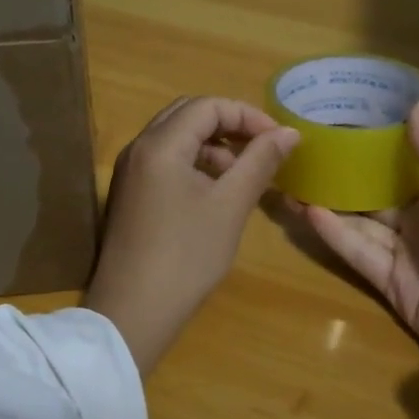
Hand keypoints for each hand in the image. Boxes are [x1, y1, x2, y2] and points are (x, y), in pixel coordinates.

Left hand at [85, 96, 299, 374]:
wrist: (132, 312)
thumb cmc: (187, 256)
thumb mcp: (231, 205)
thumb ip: (260, 161)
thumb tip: (289, 132)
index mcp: (161, 144)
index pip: (208, 106)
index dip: (247, 115)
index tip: (278, 139)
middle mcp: (139, 148)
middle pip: (188, 114)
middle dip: (229, 124)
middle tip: (261, 146)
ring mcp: (130, 171)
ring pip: (176, 137)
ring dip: (212, 144)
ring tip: (243, 172)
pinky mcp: (129, 193)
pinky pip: (165, 159)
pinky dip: (194, 162)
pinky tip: (215, 191)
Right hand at [297, 100, 418, 359]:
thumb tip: (414, 99)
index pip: (396, 165)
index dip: (367, 147)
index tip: (333, 122)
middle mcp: (418, 221)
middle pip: (370, 194)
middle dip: (338, 177)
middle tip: (298, 154)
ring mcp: (402, 254)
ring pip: (357, 222)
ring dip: (326, 203)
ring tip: (289, 180)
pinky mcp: (389, 285)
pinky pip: (357, 252)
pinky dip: (333, 233)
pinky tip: (307, 211)